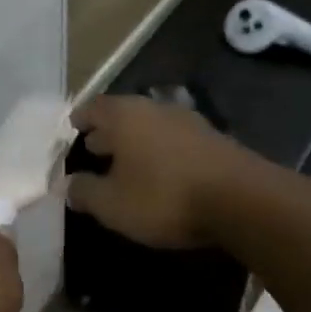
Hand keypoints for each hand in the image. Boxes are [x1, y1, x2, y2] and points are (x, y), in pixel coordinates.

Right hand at [65, 95, 275, 250]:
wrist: (244, 201)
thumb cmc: (164, 197)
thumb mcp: (112, 204)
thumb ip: (84, 192)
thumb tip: (66, 185)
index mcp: (124, 116)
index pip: (92, 107)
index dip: (80, 119)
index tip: (72, 130)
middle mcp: (154, 109)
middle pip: (123, 114)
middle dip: (107, 131)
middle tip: (95, 149)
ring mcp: (188, 122)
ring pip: (151, 126)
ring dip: (136, 142)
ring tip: (127, 164)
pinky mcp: (214, 140)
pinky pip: (175, 140)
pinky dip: (162, 152)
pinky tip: (162, 173)